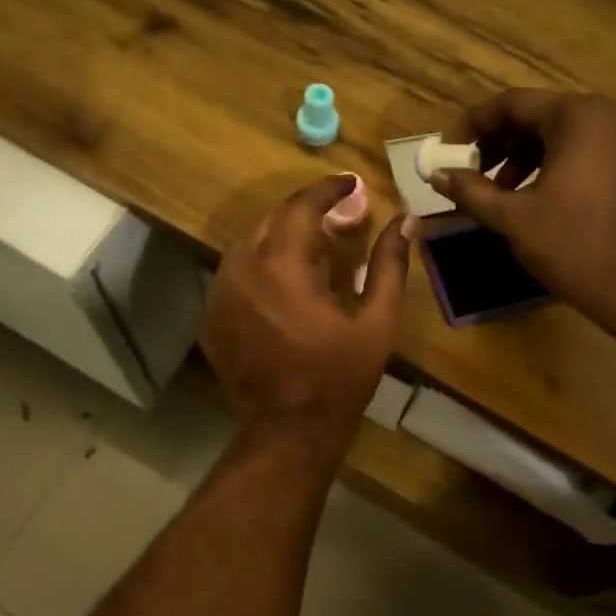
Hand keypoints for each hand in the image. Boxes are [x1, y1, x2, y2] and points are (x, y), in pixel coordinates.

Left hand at [201, 176, 410, 450]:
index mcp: (282, 267)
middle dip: (308, 212)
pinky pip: (236, 272)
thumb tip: (404, 221)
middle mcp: (241, 270)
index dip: (328, 189)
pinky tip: (287, 281)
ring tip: (316, 248)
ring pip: (250, 243)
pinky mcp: (211, 316)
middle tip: (342, 218)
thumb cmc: (338, 379)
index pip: (301, 206)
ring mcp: (220, 294)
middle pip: (273, 219)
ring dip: (283, 236)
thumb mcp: (376, 324)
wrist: (286, 431)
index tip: (351, 184)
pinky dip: (262, 263)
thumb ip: (388, 266)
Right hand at [434, 91, 615, 332]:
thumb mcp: (512, 218)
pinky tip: (532, 195)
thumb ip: (470, 190)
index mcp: (578, 116)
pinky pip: (584, 149)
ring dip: (522, 156)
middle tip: (468, 173)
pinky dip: (552, 164)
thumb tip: (436, 174)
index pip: (511, 104)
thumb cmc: (572, 247)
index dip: (471, 126)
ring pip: (561, 134)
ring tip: (496, 191)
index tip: (446, 153)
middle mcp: (608, 113)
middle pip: (537, 116)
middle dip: (497, 143)